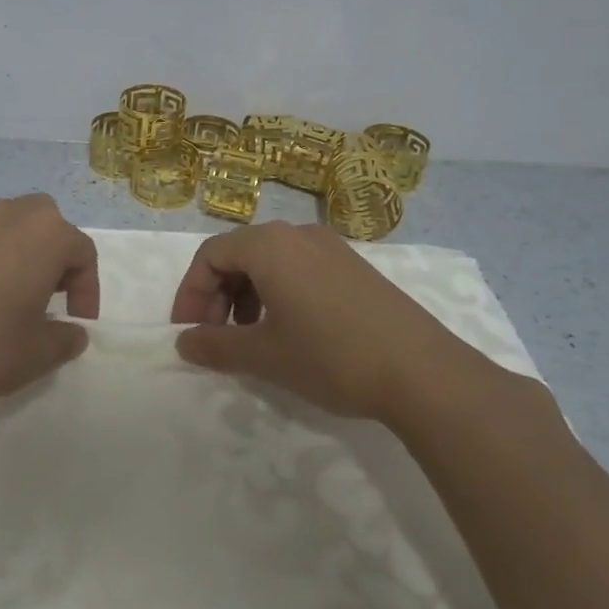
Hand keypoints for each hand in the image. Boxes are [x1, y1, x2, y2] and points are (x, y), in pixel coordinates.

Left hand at [0, 194, 99, 404]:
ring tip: (11, 290)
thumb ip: (67, 338)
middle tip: (48, 292)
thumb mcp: (42, 352)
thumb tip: (72, 332)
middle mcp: (7, 217)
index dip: (88, 288)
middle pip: (44, 220)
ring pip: (5, 222)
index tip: (78, 320)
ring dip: (17, 248)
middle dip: (53, 251)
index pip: (82, 251)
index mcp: (45, 235)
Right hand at [170, 221, 539, 430]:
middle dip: (217, 296)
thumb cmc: (331, 356)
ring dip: (246, 297)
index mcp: (270, 245)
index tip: (187, 333)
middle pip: (238, 254)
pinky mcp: (355, 268)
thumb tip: (183, 344)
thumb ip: (216, 346)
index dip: (190, 295)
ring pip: (270, 262)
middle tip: (213, 338)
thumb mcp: (264, 356)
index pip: (210, 255)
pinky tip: (289, 333)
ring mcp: (332, 248)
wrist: (424, 374)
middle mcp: (299, 234)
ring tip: (250, 338)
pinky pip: (299, 270)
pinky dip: (278, 295)